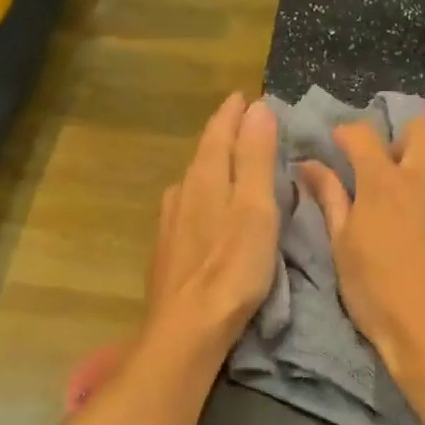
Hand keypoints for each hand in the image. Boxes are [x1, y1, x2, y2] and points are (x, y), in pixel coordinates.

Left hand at [142, 93, 279, 361]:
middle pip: (204, 154)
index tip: (245, 97)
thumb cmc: (232, 268)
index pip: (219, 132)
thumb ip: (255, 158)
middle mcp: (182, 192)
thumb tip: (257, 108)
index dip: (233, 113)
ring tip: (230, 163)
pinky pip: (187, 207)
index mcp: (206, 177)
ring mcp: (170, 222)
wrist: (187, 328)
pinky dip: (203, 195)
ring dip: (212, 166)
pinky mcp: (168, 250)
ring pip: (193, 182)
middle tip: (242, 124)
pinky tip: (205, 209)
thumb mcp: (255, 208)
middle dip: (223, 136)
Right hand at [298, 115, 424, 375]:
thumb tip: (308, 164)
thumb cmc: (379, 297)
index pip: (362, 134)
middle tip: (398, 170)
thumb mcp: (343, 249)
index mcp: (383, 182)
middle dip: (406, 139)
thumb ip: (331, 199)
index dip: (348, 133)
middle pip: (422, 126)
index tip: (343, 145)